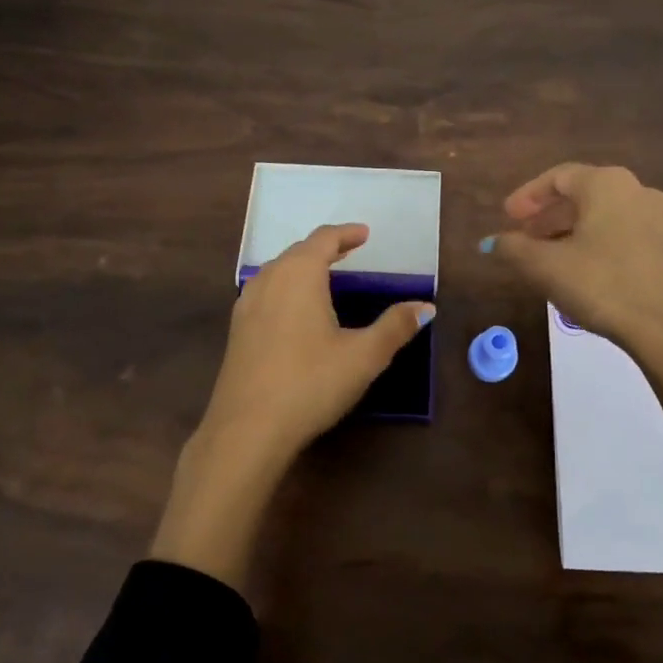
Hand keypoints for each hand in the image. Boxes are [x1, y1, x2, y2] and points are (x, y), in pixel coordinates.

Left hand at [150, 223, 434, 589]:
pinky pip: (266, 293)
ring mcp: (246, 305)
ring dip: (303, 267)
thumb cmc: (310, 383)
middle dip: (325, 248)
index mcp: (299, 275)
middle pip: (298, 252)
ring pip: (278, 272)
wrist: (247, 428)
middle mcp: (268, 280)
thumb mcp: (363, 356)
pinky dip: (286, 288)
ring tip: (324, 277)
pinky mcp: (237, 331)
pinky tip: (295, 311)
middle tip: (349, 252)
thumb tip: (426, 307)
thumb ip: (395, 327)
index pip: (323, 240)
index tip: (365, 234)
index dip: (346, 234)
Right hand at [486, 163, 662, 368]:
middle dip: (550, 215)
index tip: (507, 217)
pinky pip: (628, 236)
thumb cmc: (603, 286)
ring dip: (575, 232)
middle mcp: (639, 192)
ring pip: (607, 217)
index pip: (559, 177)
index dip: (528, 196)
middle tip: (526, 238)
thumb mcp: (546, 268)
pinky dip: (601, 245)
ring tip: (552, 259)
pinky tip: (587, 273)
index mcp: (607, 185)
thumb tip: (491, 241)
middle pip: (585, 195)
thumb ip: (513, 248)